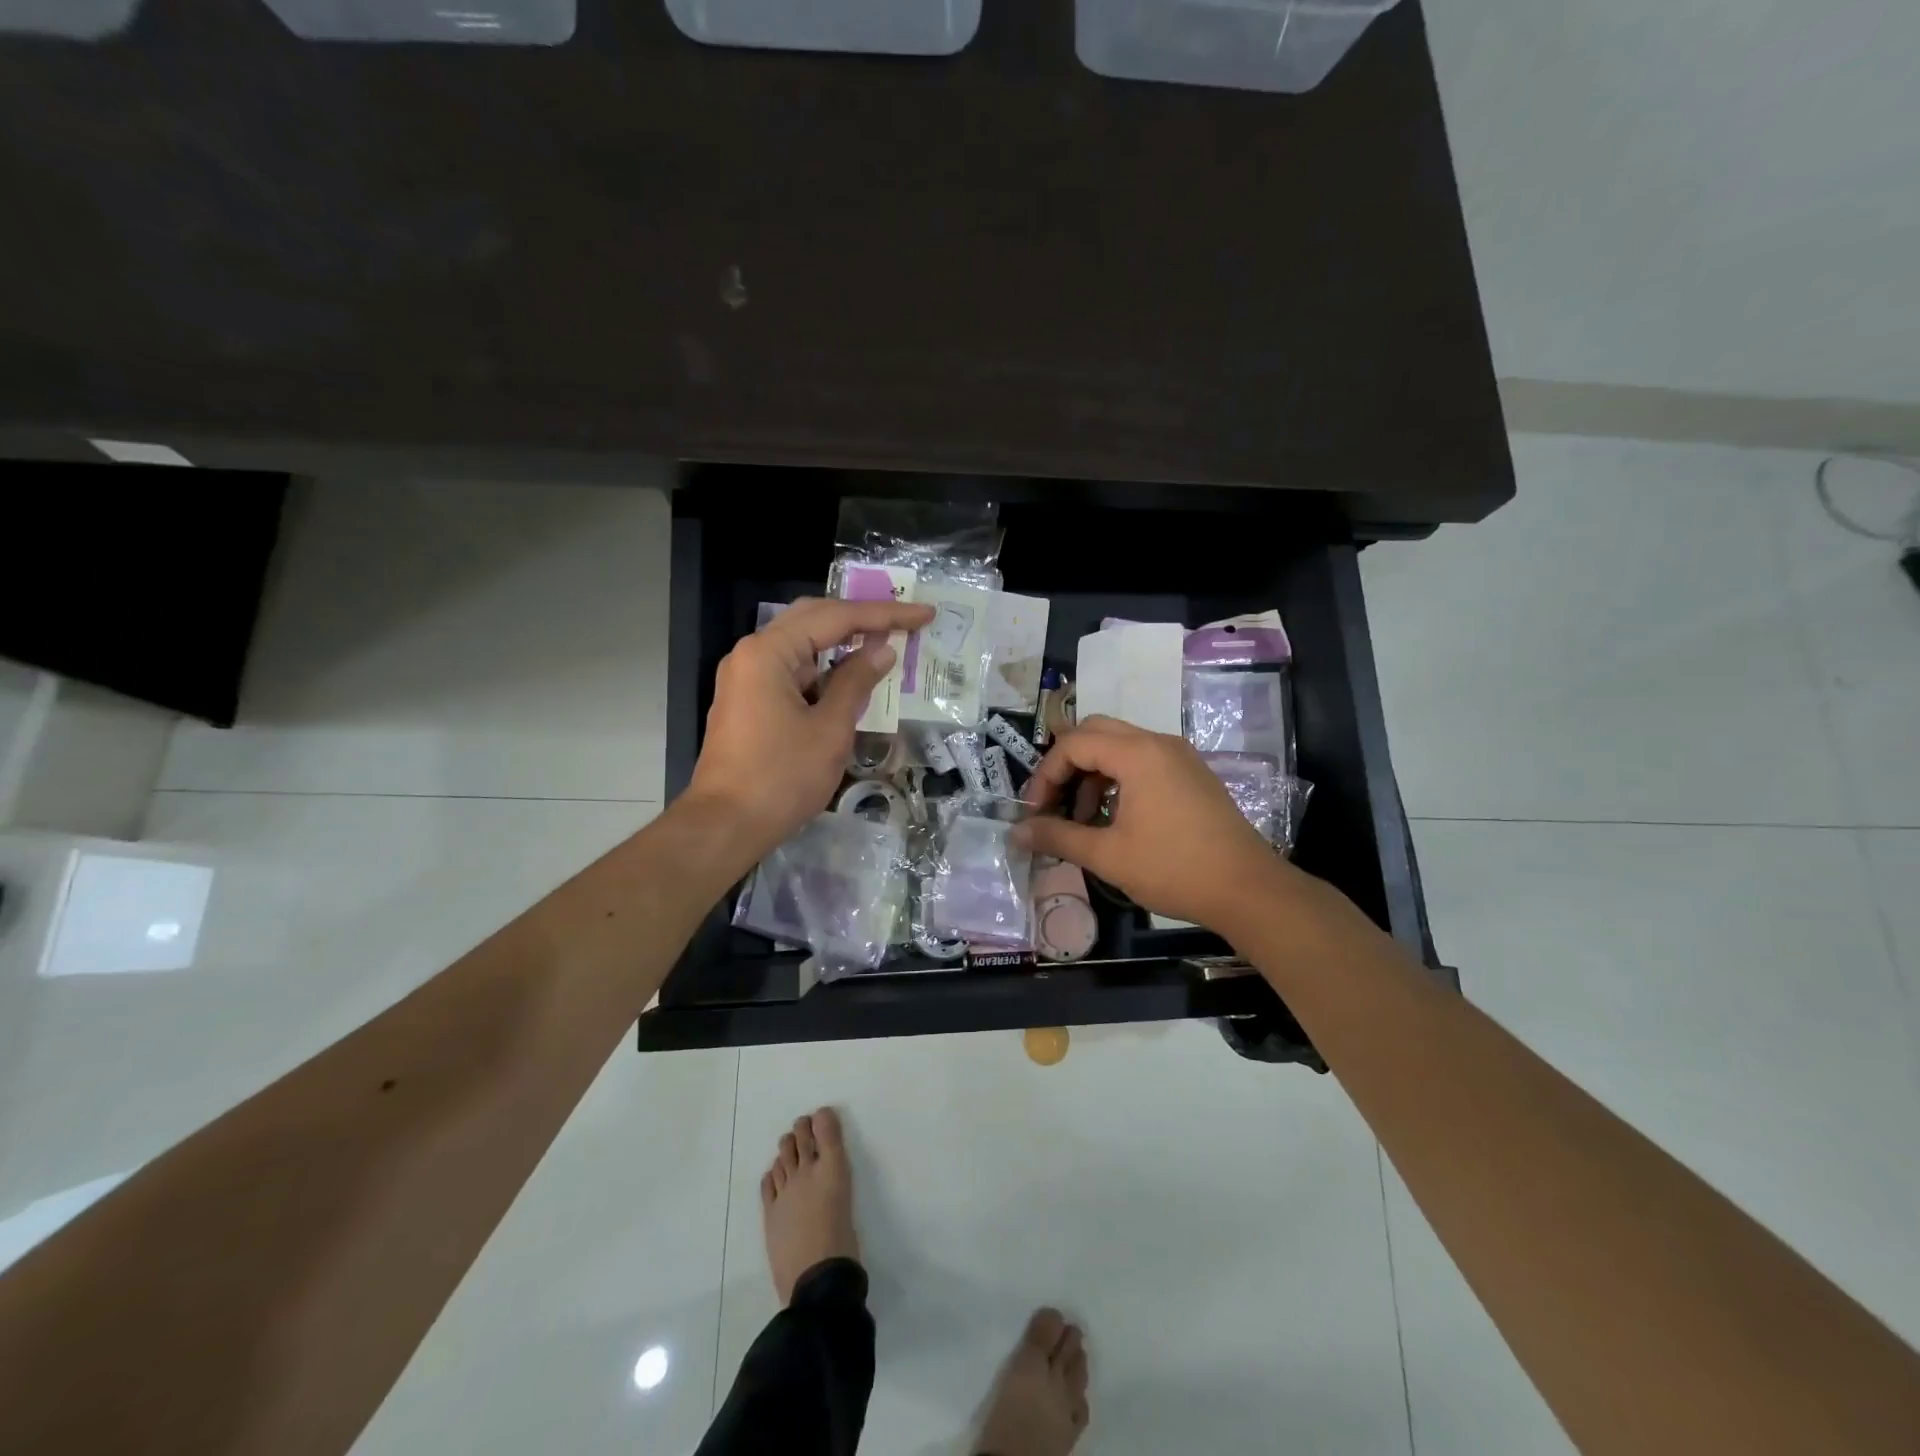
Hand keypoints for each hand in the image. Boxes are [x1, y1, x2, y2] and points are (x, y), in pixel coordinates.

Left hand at [684, 596, 934, 863]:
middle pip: (814, 619)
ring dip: (843, 643)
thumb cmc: (781, 778)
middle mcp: (752, 653)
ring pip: (802, 645)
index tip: (924, 613)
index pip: (835, 617)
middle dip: (861, 618)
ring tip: (886, 644)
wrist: (726, 825)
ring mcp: (746, 677)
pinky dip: (824, 670)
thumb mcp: (829, 729)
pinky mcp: (748, 700)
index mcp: (769, 652)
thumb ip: (856, 682)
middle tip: (905, 620)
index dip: (884, 614)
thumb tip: (883, 650)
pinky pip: (792, 670)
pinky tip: (852, 677)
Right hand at [1016, 716, 1297, 937]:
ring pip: (1120, 746)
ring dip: (1093, 774)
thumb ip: (1058, 836)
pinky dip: (1119, 780)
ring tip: (1084, 819)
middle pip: (1096, 733)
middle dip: (1067, 765)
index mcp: (1137, 753)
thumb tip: (1015, 832)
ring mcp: (1180, 757)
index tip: (1034, 811)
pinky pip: (1143, 761)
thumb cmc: (1173, 869)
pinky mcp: (1192, 774)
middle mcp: (1159, 743)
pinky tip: (1116, 819)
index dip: (1045, 775)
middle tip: (1054, 803)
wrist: (1248, 889)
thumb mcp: (1108, 855)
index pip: (1073, 744)